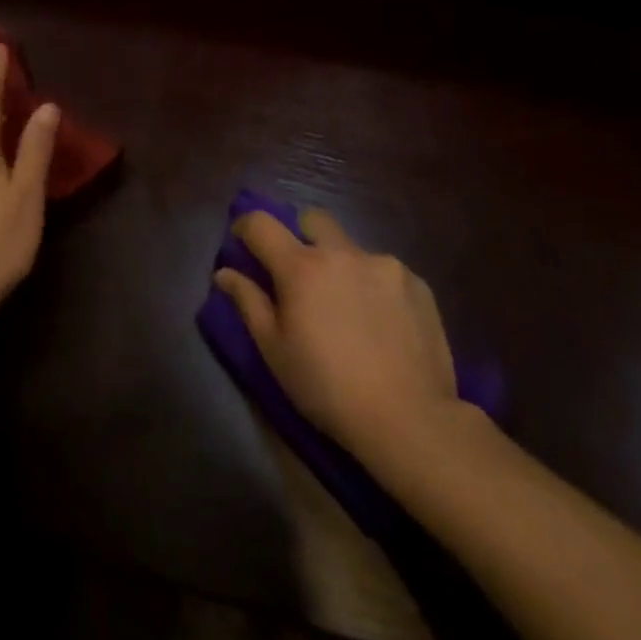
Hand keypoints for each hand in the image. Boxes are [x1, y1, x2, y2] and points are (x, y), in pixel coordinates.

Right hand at [215, 210, 461, 467]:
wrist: (409, 419)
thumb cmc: (327, 388)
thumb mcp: (274, 351)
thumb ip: (248, 302)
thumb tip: (224, 272)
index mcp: (301, 266)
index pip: (262, 224)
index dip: (246, 226)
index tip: (243, 240)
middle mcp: (342, 252)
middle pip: (312, 220)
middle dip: (299, 235)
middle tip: (300, 272)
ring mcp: (384, 264)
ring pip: (351, 247)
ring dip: (340, 265)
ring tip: (347, 307)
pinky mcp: (416, 283)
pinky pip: (385, 270)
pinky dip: (374, 286)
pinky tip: (382, 322)